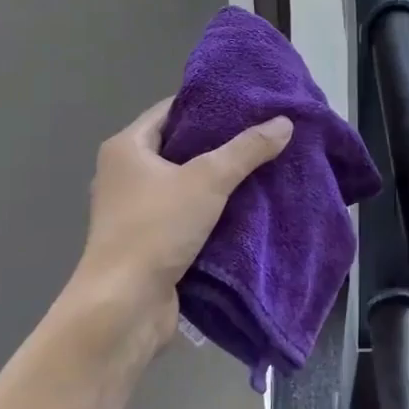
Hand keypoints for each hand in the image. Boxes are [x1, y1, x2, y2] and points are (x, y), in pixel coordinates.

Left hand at [53, 99, 292, 363]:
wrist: (124, 306)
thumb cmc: (156, 229)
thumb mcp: (208, 180)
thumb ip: (247, 149)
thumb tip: (284, 122)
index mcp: (126, 148)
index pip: (171, 110)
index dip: (209, 104)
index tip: (248, 103)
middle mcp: (125, 174)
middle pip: (180, 146)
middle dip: (221, 143)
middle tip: (264, 134)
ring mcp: (135, 210)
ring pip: (185, 182)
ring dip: (219, 179)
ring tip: (264, 166)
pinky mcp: (149, 240)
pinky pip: (186, 212)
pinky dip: (213, 209)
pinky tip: (248, 206)